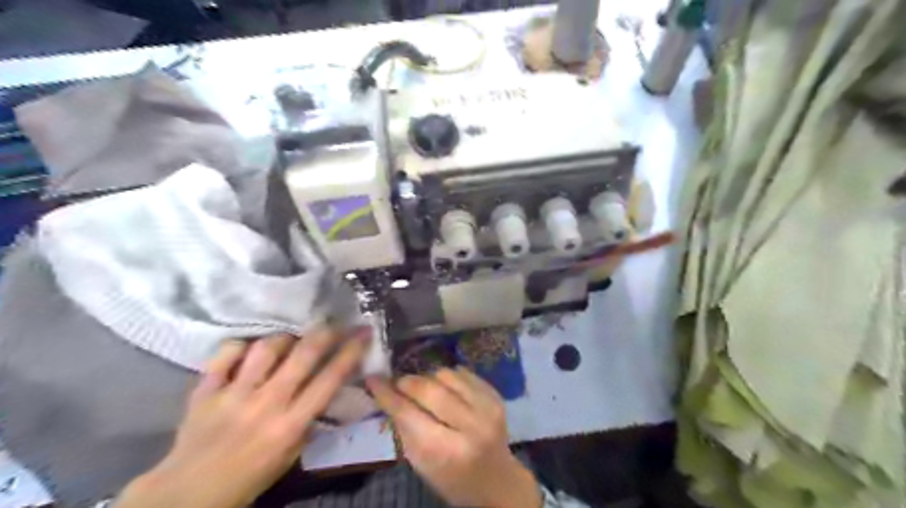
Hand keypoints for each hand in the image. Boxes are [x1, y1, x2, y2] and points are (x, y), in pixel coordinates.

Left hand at [117, 329, 367, 507]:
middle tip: (335, 324)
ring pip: (266, 347)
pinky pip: (227, 353)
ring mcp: (233, 394)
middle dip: (326, 332)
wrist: (188, 494)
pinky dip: (241, 346)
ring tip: (290, 342)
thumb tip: (325, 387)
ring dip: (284, 339)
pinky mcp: (205, 390)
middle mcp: (266, 403)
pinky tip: (249, 350)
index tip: (363, 333)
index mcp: (290, 424)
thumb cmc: (250, 476)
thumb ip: (309, 419)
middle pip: (303, 354)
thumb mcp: (291, 455)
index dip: (351, 351)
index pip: (330, 379)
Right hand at [366, 369, 536, 506]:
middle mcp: (470, 426)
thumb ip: (405, 429)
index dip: (388, 394)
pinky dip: (450, 376)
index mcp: (446, 451)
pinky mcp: (496, 396)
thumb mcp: (422, 464)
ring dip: (429, 377)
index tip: (373, 379)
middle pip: (430, 390)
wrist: (497, 479)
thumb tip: (386, 394)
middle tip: (398, 382)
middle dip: (408, 382)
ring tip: (424, 387)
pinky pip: (465, 373)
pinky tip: (445, 387)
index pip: (409, 414)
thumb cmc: (453, 478)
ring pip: (447, 375)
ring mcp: (487, 408)